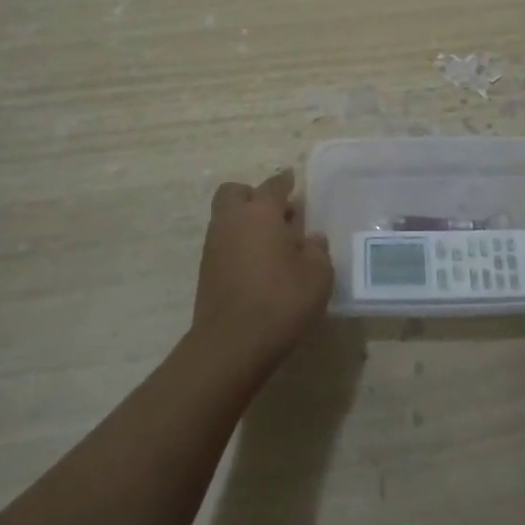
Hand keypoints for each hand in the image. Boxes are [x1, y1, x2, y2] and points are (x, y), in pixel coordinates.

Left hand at [193, 169, 332, 367]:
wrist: (232, 343)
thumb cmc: (282, 300)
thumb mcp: (318, 275)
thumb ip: (317, 251)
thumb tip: (312, 239)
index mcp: (261, 212)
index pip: (273, 185)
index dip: (285, 182)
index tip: (293, 181)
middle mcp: (232, 221)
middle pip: (235, 193)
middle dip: (253, 196)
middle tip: (277, 213)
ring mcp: (214, 245)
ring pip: (226, 218)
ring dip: (245, 222)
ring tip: (273, 244)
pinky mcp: (206, 270)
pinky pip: (223, 243)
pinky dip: (238, 245)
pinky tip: (259, 265)